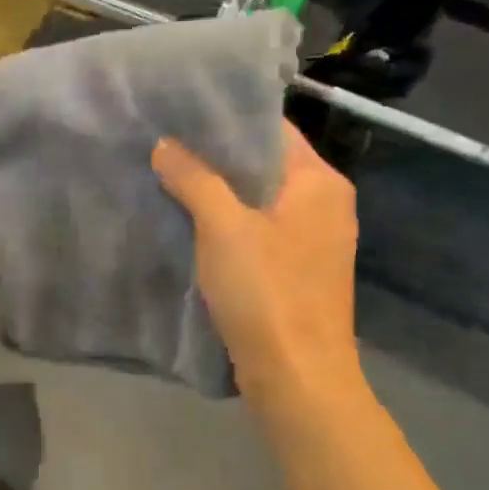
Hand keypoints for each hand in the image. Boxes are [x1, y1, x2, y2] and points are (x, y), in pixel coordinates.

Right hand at [152, 122, 360, 407]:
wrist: (297, 376)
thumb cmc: (266, 292)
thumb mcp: (223, 228)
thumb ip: (194, 179)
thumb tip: (164, 144)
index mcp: (320, 182)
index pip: (272, 129)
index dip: (226, 119)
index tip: (179, 113)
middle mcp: (325, 204)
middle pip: (265, 164)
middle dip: (215, 156)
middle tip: (164, 144)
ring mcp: (313, 241)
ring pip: (258, 200)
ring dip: (218, 191)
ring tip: (168, 177)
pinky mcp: (296, 271)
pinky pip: (257, 231)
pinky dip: (226, 223)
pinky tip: (188, 223)